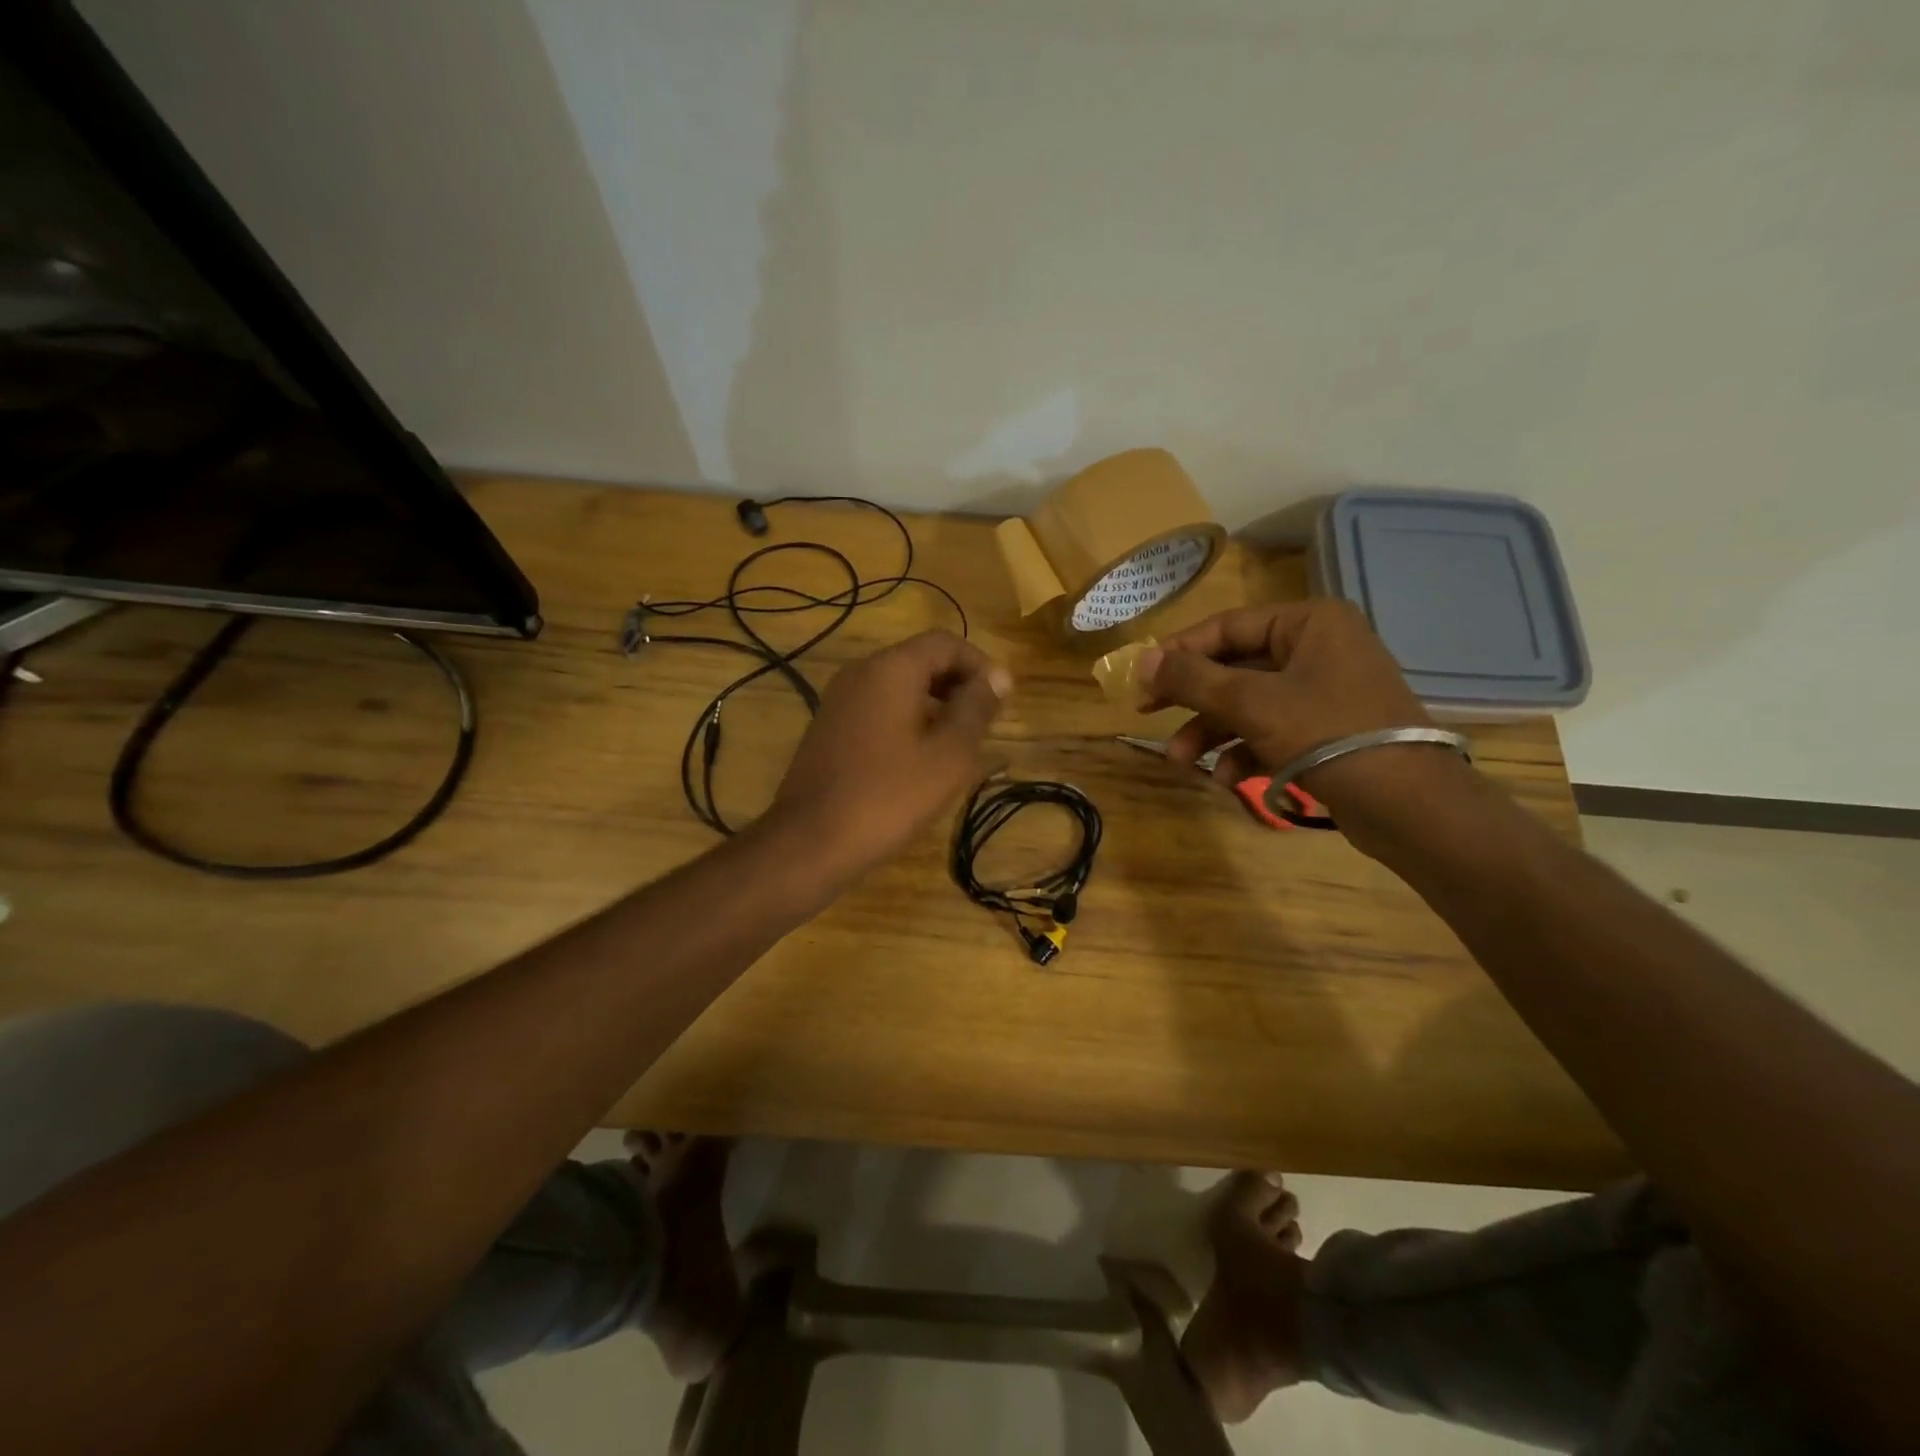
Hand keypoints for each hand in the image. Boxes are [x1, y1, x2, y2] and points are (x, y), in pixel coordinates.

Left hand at [769, 631, 1010, 876]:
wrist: (810, 841)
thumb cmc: (889, 796)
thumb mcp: (949, 754)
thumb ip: (977, 708)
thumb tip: (999, 676)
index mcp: (891, 669)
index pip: (946, 643)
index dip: (981, 666)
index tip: (1002, 702)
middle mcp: (861, 673)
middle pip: (921, 662)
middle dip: (959, 687)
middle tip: (985, 727)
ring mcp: (840, 700)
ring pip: (900, 688)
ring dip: (936, 708)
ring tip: (961, 749)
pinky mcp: (830, 728)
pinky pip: (880, 710)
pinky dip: (909, 723)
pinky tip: (923, 762)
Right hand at [1138, 601, 1457, 820]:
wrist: (1408, 805)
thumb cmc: (1326, 734)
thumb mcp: (1250, 702)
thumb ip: (1192, 678)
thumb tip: (1140, 659)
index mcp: (1308, 623)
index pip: (1227, 627)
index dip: (1179, 652)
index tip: (1140, 678)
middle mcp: (1318, 648)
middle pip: (1235, 667)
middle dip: (1194, 701)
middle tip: (1148, 714)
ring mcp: (1325, 692)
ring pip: (1249, 704)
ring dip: (1212, 733)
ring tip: (1183, 763)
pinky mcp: (1327, 731)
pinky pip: (1272, 730)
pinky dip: (1245, 752)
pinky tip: (1225, 778)